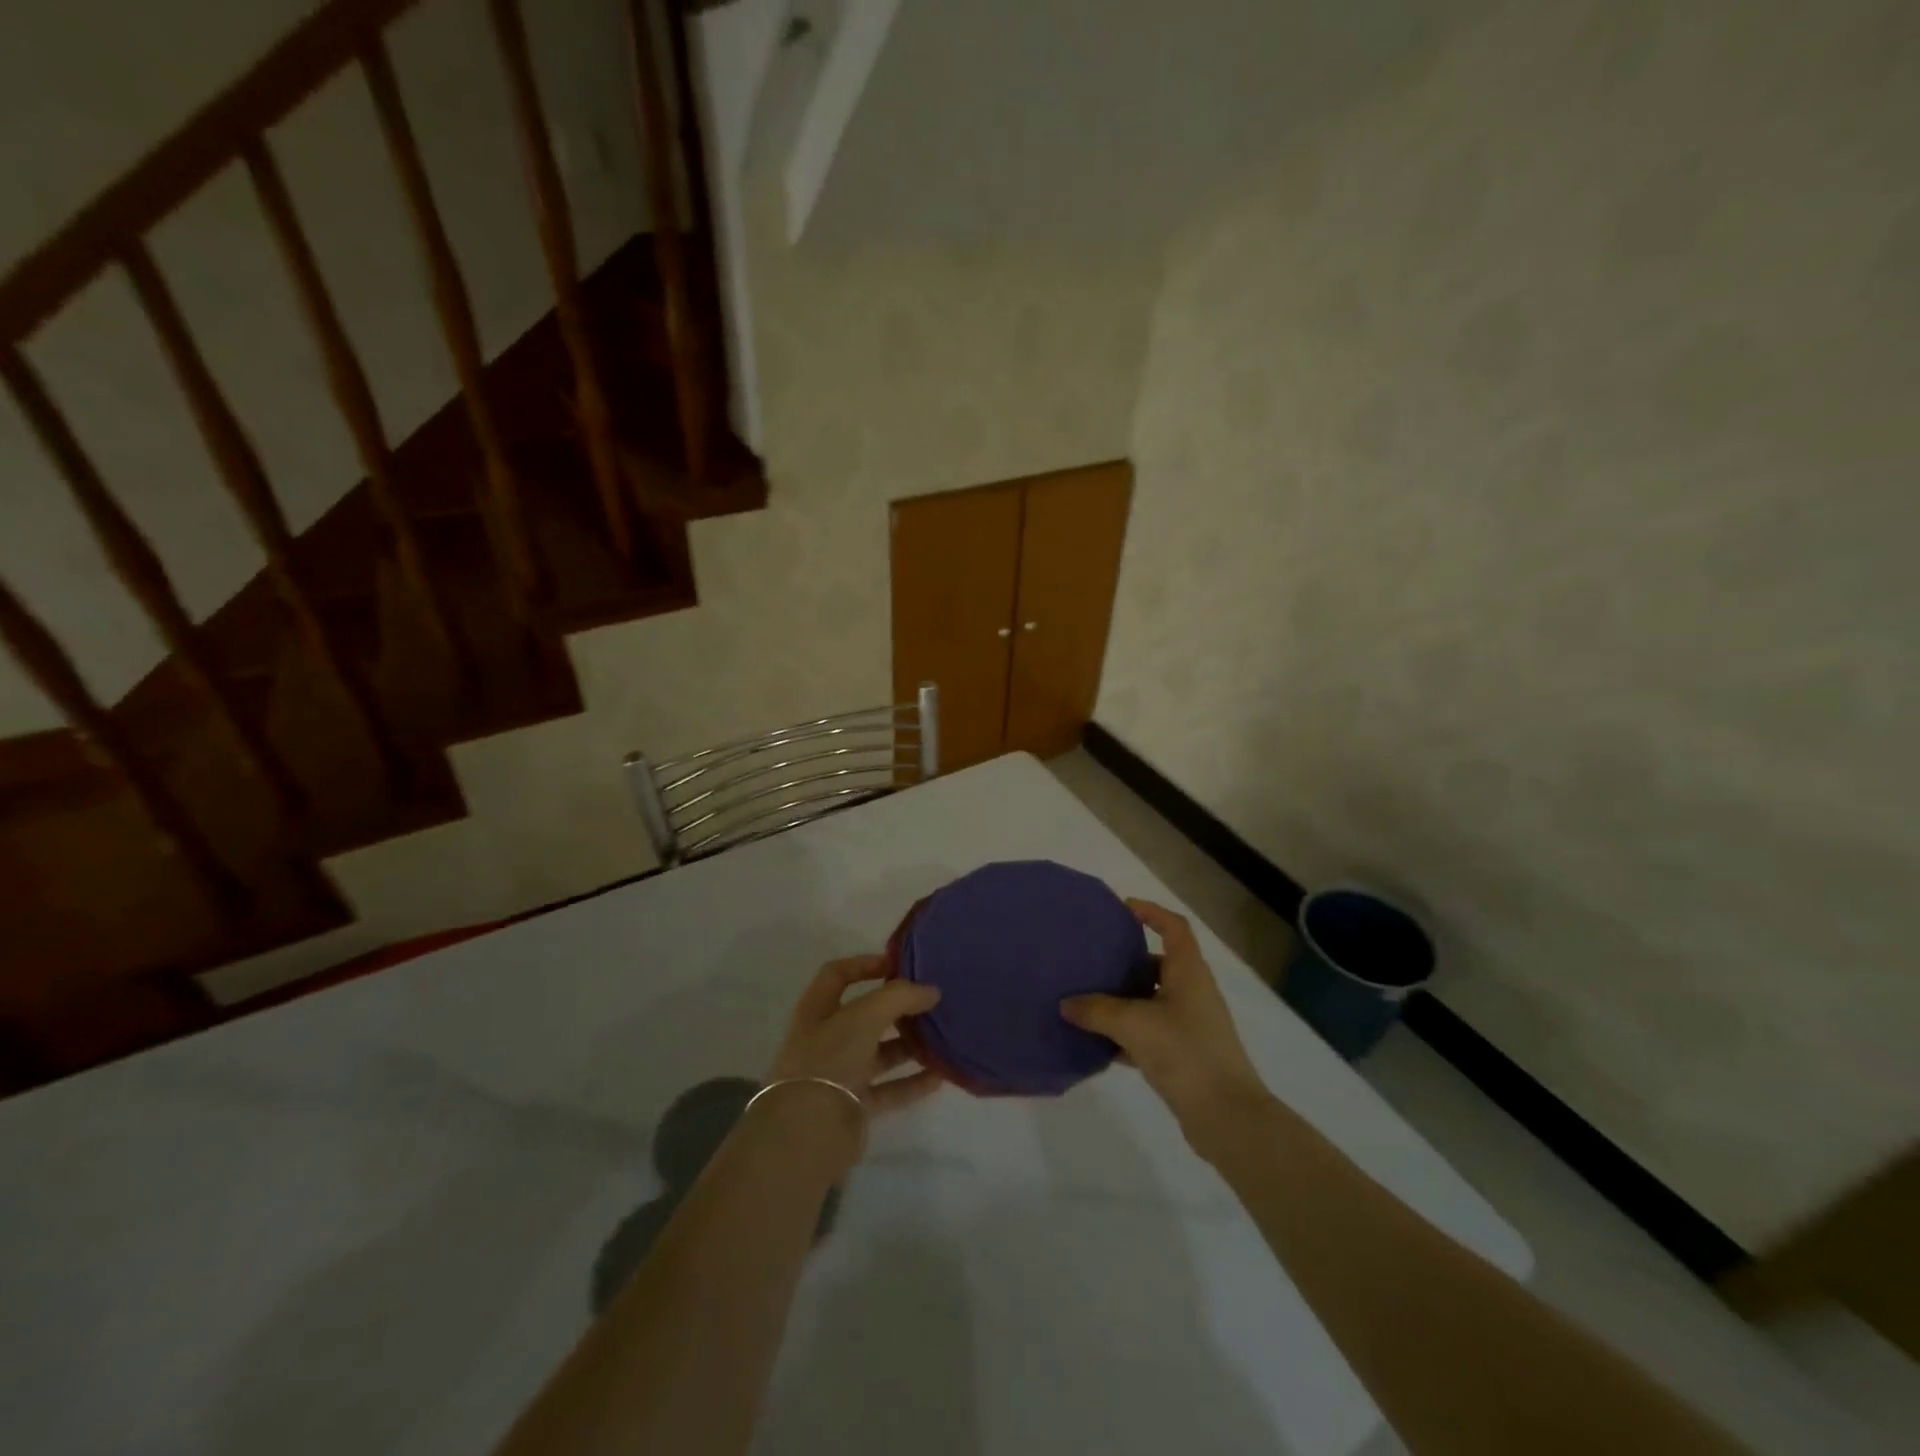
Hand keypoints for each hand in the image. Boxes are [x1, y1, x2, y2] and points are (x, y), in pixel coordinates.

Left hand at [766, 955, 944, 1117]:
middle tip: (931, 1001)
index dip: (865, 964)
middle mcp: (827, 1038)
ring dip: (909, 1045)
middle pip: (866, 1015)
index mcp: (818, 1010)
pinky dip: (913, 1082)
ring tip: (942, 1036)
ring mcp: (841, 1073)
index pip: (838, 974)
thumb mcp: (864, 1016)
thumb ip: (900, 997)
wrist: (807, 1131)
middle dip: (897, 1007)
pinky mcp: (855, 1105)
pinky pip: (890, 1089)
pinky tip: (940, 1076)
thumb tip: (932, 991)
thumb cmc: (830, 1058)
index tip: (899, 964)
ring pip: (880, 1052)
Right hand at [1060, 900, 1272, 1138]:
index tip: (1121, 909)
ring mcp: (1190, 1025)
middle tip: (1091, 959)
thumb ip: (1097, 1010)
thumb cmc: (1185, 1052)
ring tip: (1086, 998)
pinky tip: (1098, 1043)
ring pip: (1151, 1000)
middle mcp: (1193, 992)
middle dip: (1126, 960)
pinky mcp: (1184, 1054)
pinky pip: (1150, 1032)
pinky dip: (1126, 1033)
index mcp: (1189, 972)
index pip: (1174, 927)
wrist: (1226, 1117)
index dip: (1151, 912)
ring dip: (1122, 999)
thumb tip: (1066, 1004)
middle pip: (1158, 963)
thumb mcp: (1134, 1024)